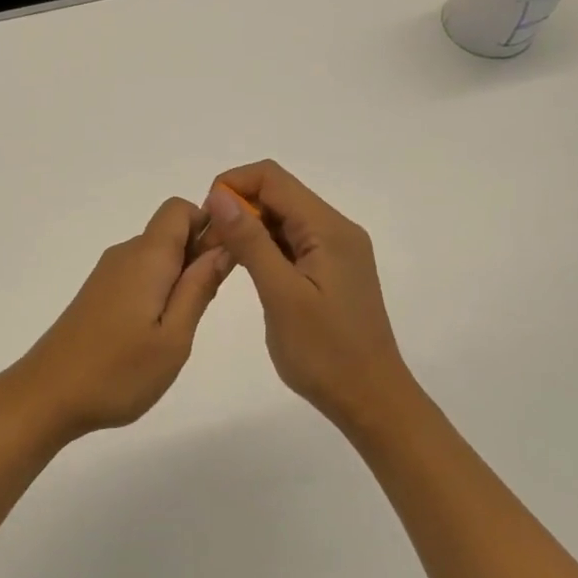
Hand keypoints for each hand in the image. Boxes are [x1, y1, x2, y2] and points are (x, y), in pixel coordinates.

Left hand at [0, 198, 233, 446]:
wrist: (46, 395)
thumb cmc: (118, 371)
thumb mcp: (174, 337)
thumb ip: (199, 288)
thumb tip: (224, 246)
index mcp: (146, 257)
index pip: (180, 209)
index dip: (208, 225)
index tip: (222, 265)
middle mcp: (124, 255)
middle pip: (170, 233)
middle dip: (197, 257)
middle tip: (203, 309)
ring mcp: (106, 275)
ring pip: (154, 258)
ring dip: (177, 280)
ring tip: (178, 329)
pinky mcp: (96, 295)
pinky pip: (137, 277)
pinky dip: (156, 293)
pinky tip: (153, 334)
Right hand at [201, 160, 421, 437]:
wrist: (370, 399)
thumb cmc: (324, 352)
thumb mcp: (280, 294)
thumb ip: (250, 241)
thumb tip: (219, 195)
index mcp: (329, 229)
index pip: (273, 178)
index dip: (233, 186)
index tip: (207, 220)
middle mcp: (336, 230)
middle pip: (279, 195)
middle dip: (238, 208)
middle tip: (208, 246)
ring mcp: (336, 252)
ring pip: (283, 219)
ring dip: (248, 229)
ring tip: (220, 259)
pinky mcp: (331, 272)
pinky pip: (292, 243)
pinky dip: (264, 248)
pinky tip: (245, 271)